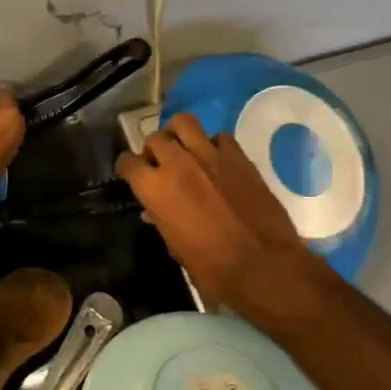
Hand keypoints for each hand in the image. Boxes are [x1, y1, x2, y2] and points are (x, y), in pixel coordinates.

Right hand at [116, 113, 327, 323]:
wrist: (264, 266)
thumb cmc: (211, 267)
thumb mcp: (175, 247)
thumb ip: (161, 220)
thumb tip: (154, 211)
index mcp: (155, 189)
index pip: (128, 162)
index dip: (127, 168)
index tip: (131, 174)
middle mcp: (177, 164)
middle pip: (155, 138)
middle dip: (153, 150)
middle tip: (161, 164)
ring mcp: (210, 155)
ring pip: (184, 122)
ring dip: (178, 134)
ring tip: (184, 150)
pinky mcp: (239, 156)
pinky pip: (219, 137)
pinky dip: (213, 145)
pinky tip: (216, 161)